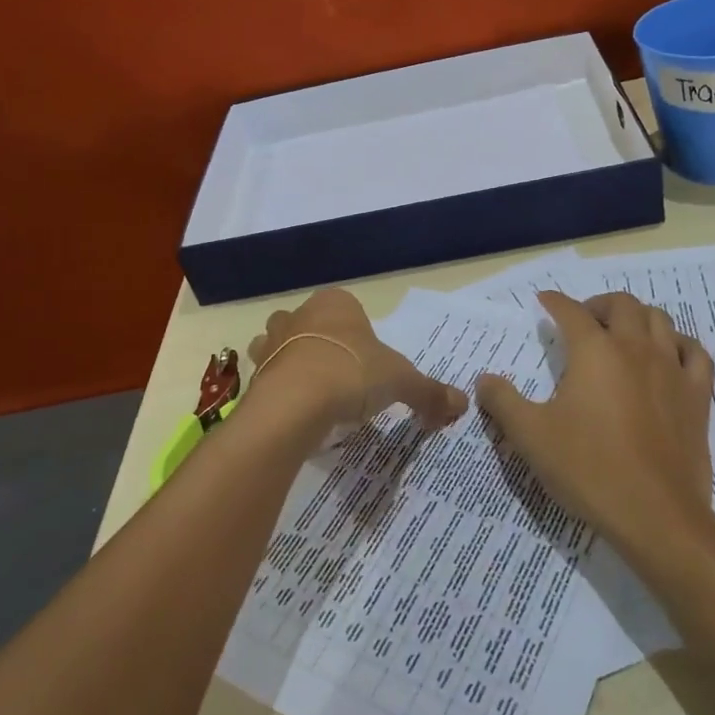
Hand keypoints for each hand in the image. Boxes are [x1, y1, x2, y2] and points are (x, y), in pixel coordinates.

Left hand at [249, 288, 468, 442]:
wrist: (295, 403)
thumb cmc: (353, 374)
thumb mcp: (402, 382)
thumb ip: (430, 392)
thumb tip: (461, 404)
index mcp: (336, 303)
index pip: (349, 308)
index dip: (360, 334)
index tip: (369, 363)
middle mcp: (300, 313)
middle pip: (312, 323)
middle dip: (323, 344)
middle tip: (343, 378)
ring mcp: (272, 341)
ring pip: (282, 345)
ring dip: (294, 362)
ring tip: (315, 395)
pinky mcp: (253, 372)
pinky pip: (268, 376)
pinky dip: (279, 389)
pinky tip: (295, 411)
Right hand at [476, 291, 714, 555]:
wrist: (656, 515)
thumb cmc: (588, 469)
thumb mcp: (531, 436)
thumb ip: (503, 402)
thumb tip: (484, 379)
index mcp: (594, 351)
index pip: (571, 311)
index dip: (555, 302)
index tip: (544, 302)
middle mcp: (635, 348)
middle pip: (621, 304)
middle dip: (598, 304)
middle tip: (583, 321)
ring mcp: (671, 370)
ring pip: (660, 320)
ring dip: (637, 317)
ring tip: (622, 333)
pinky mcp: (697, 396)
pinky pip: (695, 353)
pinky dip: (678, 344)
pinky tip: (668, 355)